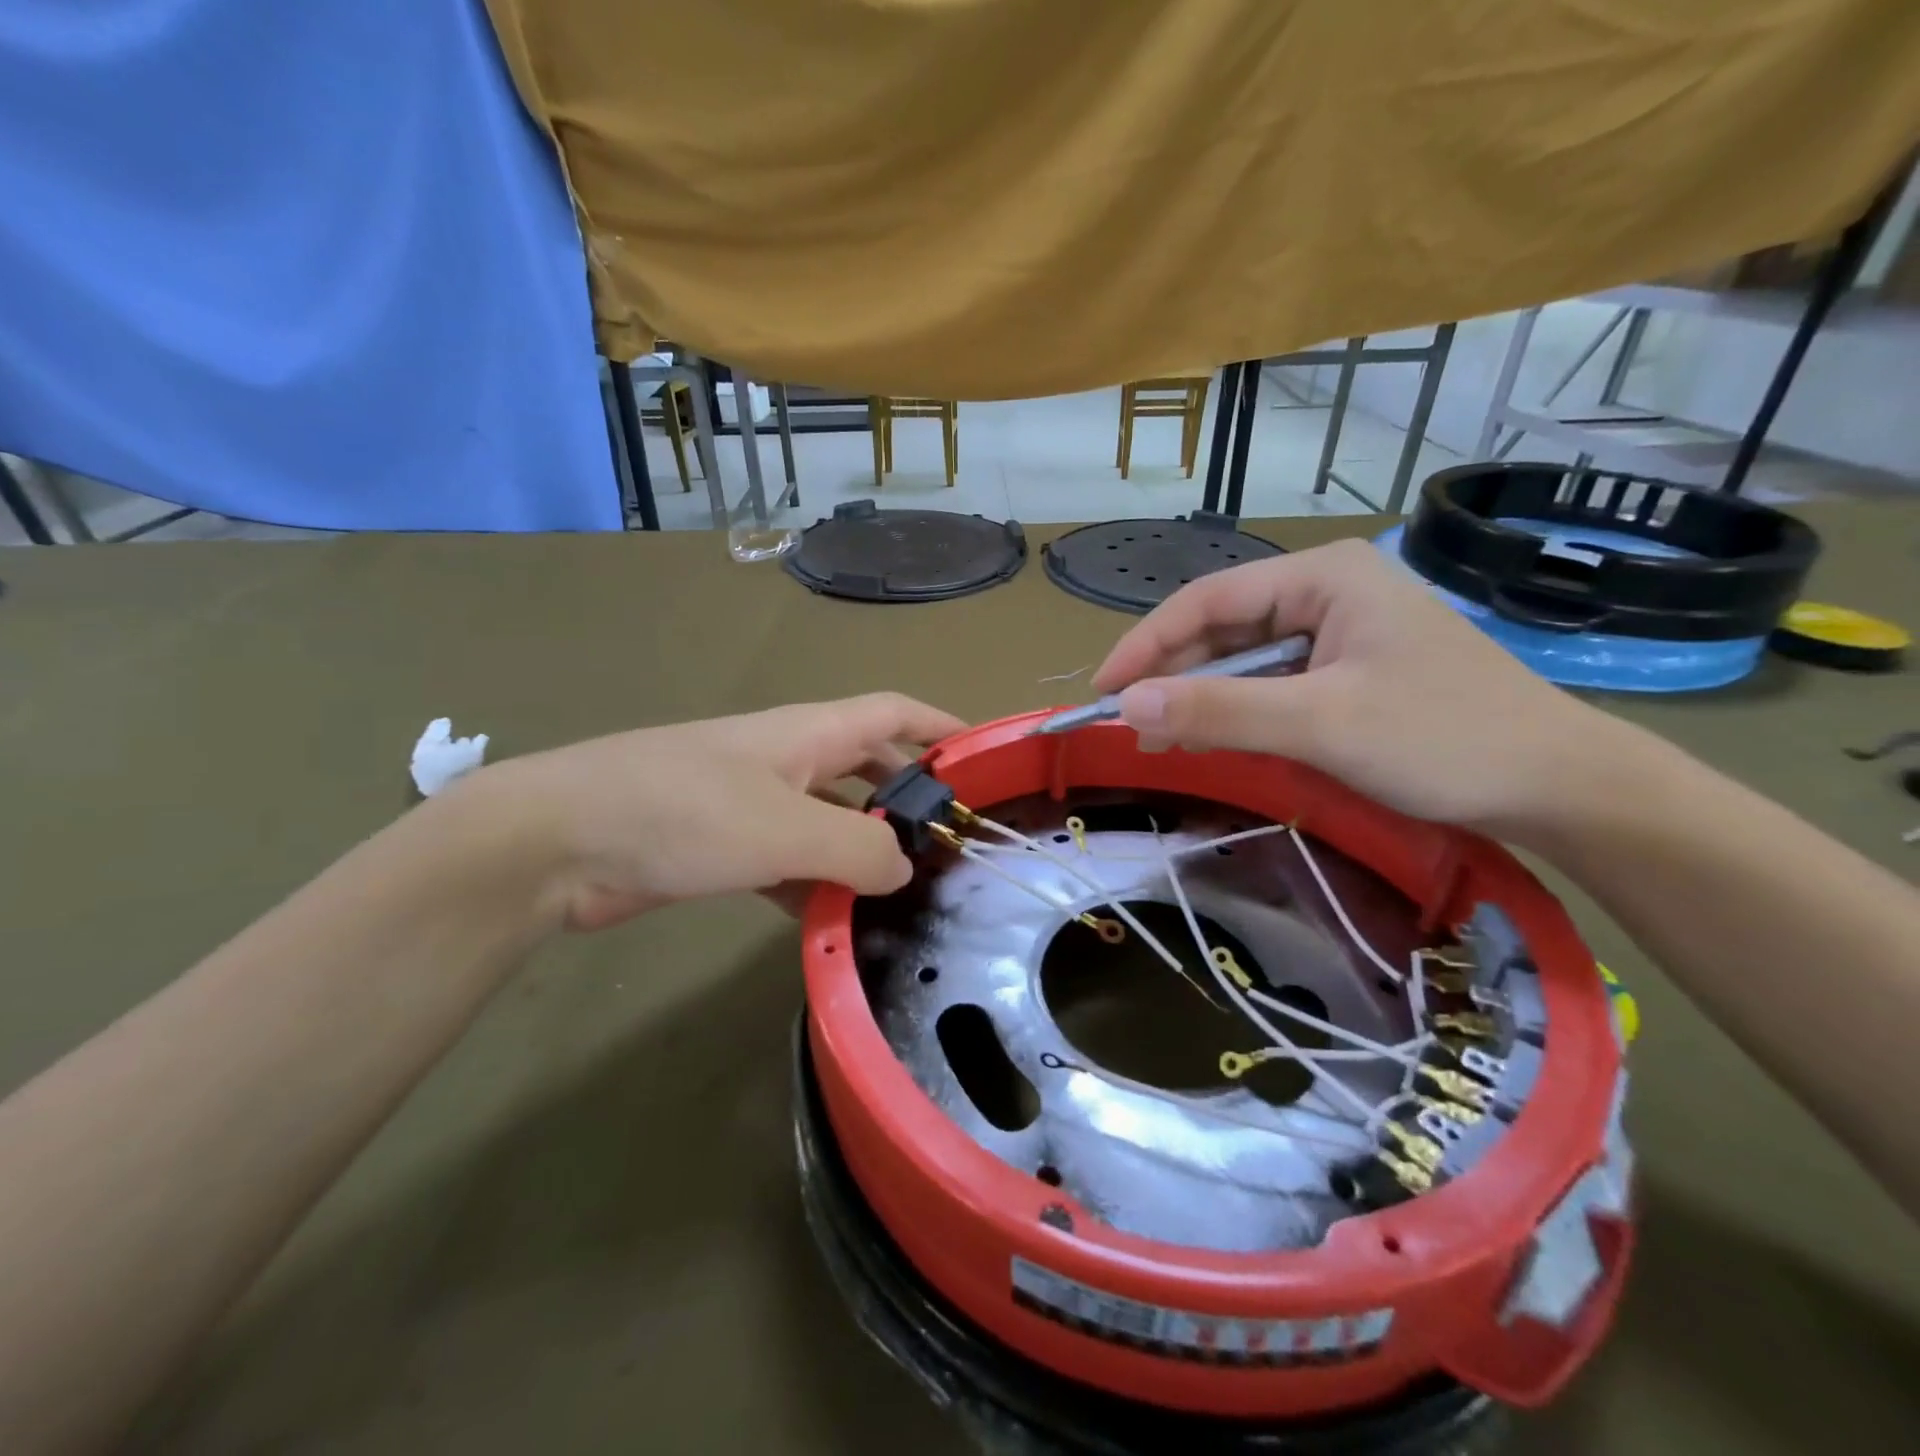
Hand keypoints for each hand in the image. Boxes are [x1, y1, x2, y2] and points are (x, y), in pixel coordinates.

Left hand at [464, 694, 965, 931]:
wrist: (559, 841)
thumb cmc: (683, 811)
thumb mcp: (787, 828)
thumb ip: (859, 849)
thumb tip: (906, 868)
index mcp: (809, 733)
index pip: (893, 713)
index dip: (941, 726)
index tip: (985, 757)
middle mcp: (786, 760)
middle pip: (867, 767)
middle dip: (909, 798)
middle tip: (949, 843)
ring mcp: (752, 803)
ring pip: (829, 821)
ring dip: (862, 852)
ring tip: (905, 895)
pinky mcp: (722, 846)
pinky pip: (788, 862)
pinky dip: (814, 887)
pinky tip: (833, 925)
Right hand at [1090, 539, 1632, 836]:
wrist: (1559, 787)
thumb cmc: (1443, 740)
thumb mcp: (1320, 724)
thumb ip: (1219, 709)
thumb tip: (1125, 704)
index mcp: (1322, 575)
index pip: (1206, 599)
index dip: (1145, 644)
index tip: (1102, 691)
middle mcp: (1325, 591)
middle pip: (1221, 627)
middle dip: (1173, 675)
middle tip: (1130, 727)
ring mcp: (1339, 630)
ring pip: (1243, 658)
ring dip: (1200, 697)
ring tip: (1161, 738)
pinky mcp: (1348, 669)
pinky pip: (1270, 682)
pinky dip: (1236, 710)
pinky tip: (1214, 736)